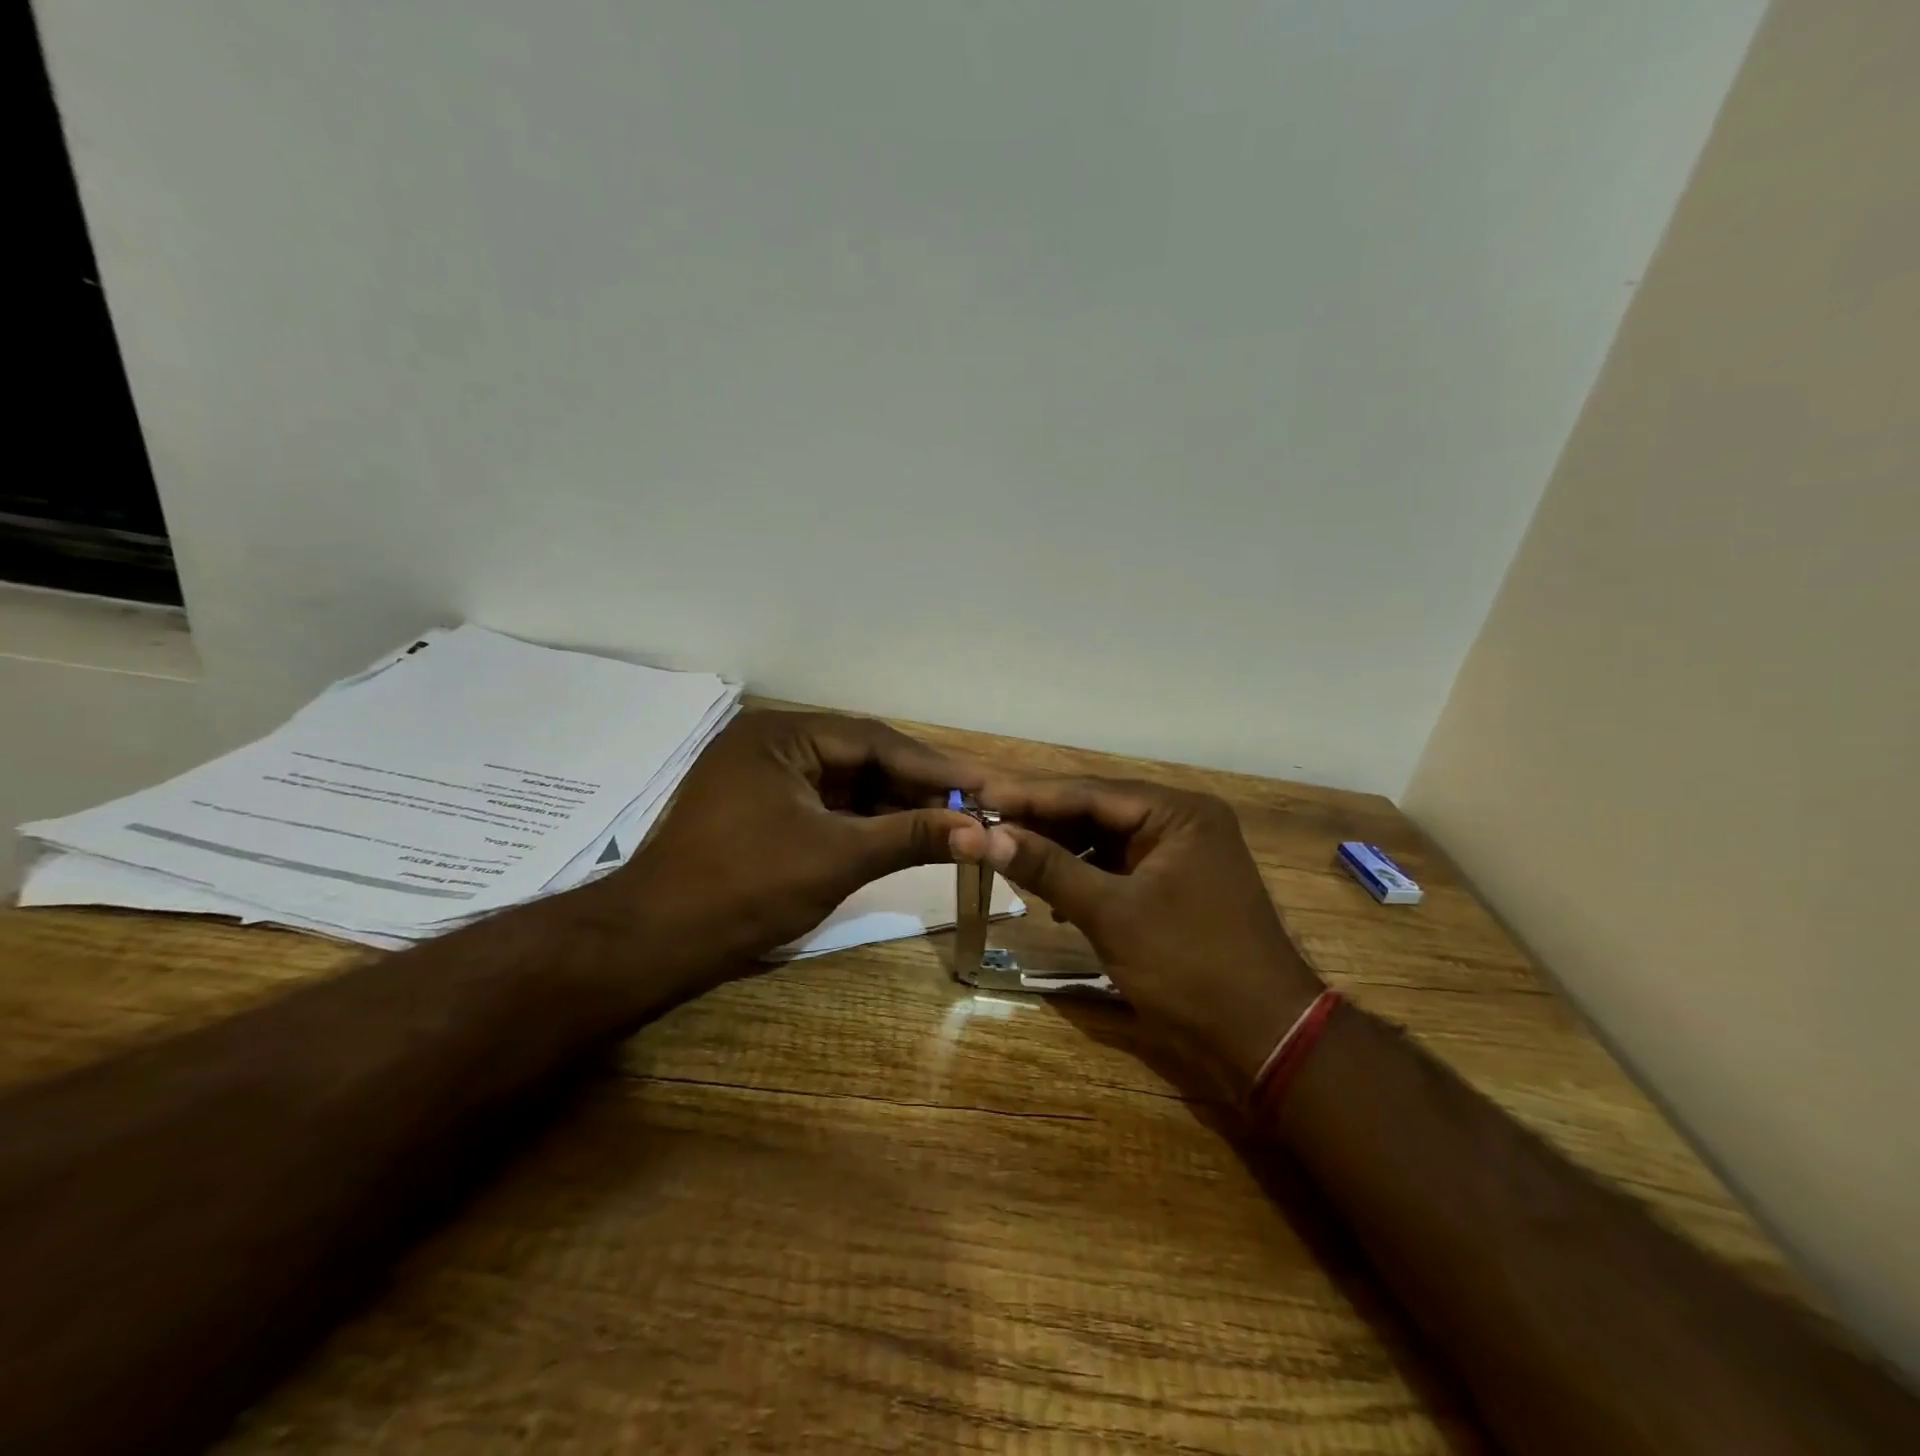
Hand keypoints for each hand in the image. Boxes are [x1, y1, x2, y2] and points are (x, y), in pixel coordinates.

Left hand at [617, 710, 979, 979]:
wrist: (657, 942)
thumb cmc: (747, 888)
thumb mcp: (838, 858)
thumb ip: (911, 836)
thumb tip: (979, 833)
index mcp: (783, 734)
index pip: (875, 740)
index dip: (935, 765)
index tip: (985, 783)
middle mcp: (773, 742)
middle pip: (862, 758)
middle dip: (918, 785)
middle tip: (975, 805)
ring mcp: (765, 777)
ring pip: (846, 784)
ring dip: (895, 804)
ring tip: (952, 821)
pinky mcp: (762, 809)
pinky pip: (826, 806)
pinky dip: (864, 822)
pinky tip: (905, 834)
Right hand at [950, 776, 1322, 1099]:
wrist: (1264, 1039)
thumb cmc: (1190, 966)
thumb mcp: (1112, 913)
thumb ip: (1049, 868)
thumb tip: (985, 836)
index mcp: (1179, 812)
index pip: (1091, 792)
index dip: (1032, 795)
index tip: (981, 795)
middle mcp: (1181, 822)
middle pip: (1097, 811)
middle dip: (1042, 822)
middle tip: (985, 824)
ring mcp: (1180, 855)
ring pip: (1104, 840)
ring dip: (1059, 851)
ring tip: (1007, 857)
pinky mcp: (1174, 887)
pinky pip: (1117, 868)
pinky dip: (1083, 877)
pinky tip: (1049, 894)